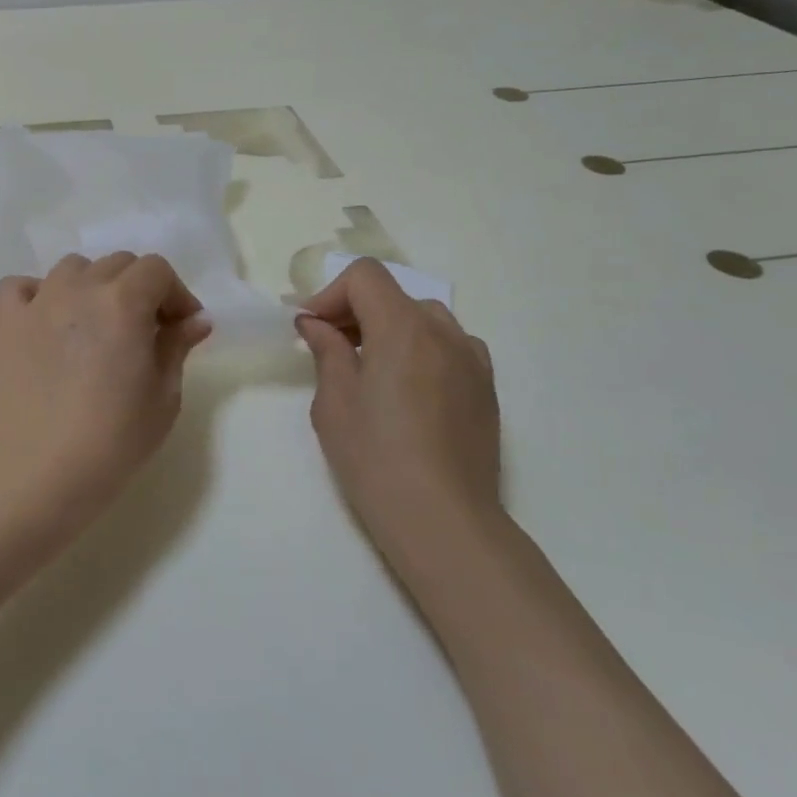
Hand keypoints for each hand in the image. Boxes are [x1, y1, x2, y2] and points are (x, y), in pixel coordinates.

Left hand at [0, 253, 213, 533]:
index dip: (175, 294)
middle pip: (117, 264)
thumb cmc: (115, 440)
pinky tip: (47, 320)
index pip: (157, 269)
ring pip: (73, 268)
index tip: (181, 327)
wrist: (44, 472)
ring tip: (96, 324)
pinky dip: (37, 293)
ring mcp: (37, 302)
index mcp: (123, 303)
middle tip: (145, 330)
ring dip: (92, 286)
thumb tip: (196, 319)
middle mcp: (79, 289)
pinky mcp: (5, 323)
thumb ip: (177, 346)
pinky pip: (20, 286)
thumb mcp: (164, 396)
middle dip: (139, 289)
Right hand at [296, 260, 502, 568]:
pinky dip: (421, 348)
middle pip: (393, 294)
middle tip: (329, 347)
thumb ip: (327, 351)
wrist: (443, 520)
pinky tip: (407, 387)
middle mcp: (444, 332)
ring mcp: (472, 359)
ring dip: (389, 328)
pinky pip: (450, 345)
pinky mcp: (486, 387)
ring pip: (424, 317)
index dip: (330, 293)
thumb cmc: (375, 458)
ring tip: (369, 367)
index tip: (311, 328)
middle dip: (355, 311)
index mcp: (402, 329)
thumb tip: (316, 324)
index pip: (365, 277)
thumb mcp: (334, 402)